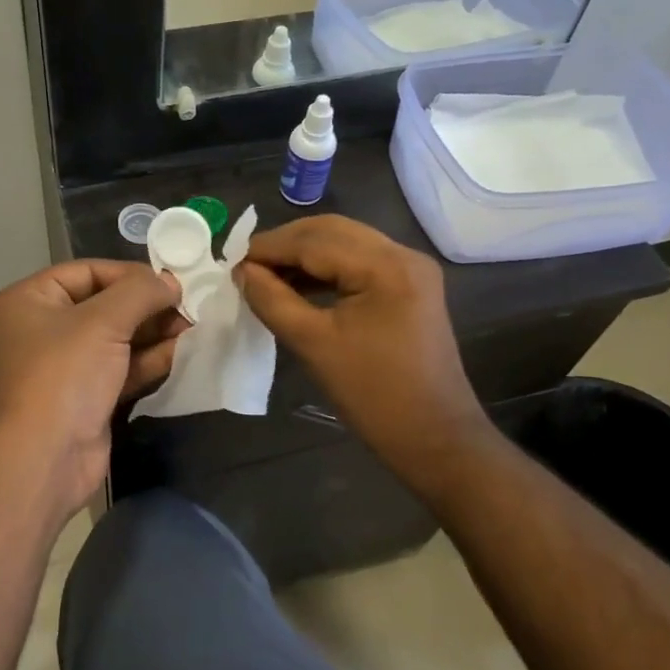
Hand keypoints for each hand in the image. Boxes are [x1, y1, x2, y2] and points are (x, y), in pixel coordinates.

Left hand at [0, 260, 185, 512]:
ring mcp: (64, 366)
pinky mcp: (85, 397)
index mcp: (31, 300)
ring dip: (154, 332)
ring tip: (194, 327)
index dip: (130, 273)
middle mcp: (43, 328)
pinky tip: (183, 353)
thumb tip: (171, 281)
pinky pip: (121, 368)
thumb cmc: (64, 376)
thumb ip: (141, 292)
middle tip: (190, 306)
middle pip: (104, 304)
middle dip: (147, 306)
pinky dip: (149, 360)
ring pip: (116, 338)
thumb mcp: (103, 321)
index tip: (172, 280)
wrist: (44, 459)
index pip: (88, 271)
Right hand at [236, 216, 488, 497]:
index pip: (314, 241)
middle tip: (248, 267)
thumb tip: (243, 272)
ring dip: (305, 254)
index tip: (233, 264)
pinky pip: (360, 261)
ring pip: (345, 242)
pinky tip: (299, 285)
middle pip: (332, 231)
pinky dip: (327, 268)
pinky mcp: (410, 286)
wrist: (436, 438)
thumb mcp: (313, 345)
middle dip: (286, 244)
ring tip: (267, 276)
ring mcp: (411, 269)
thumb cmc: (373, 395)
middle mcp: (403, 254)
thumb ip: (272, 300)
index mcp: (385, 266)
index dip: (270, 248)